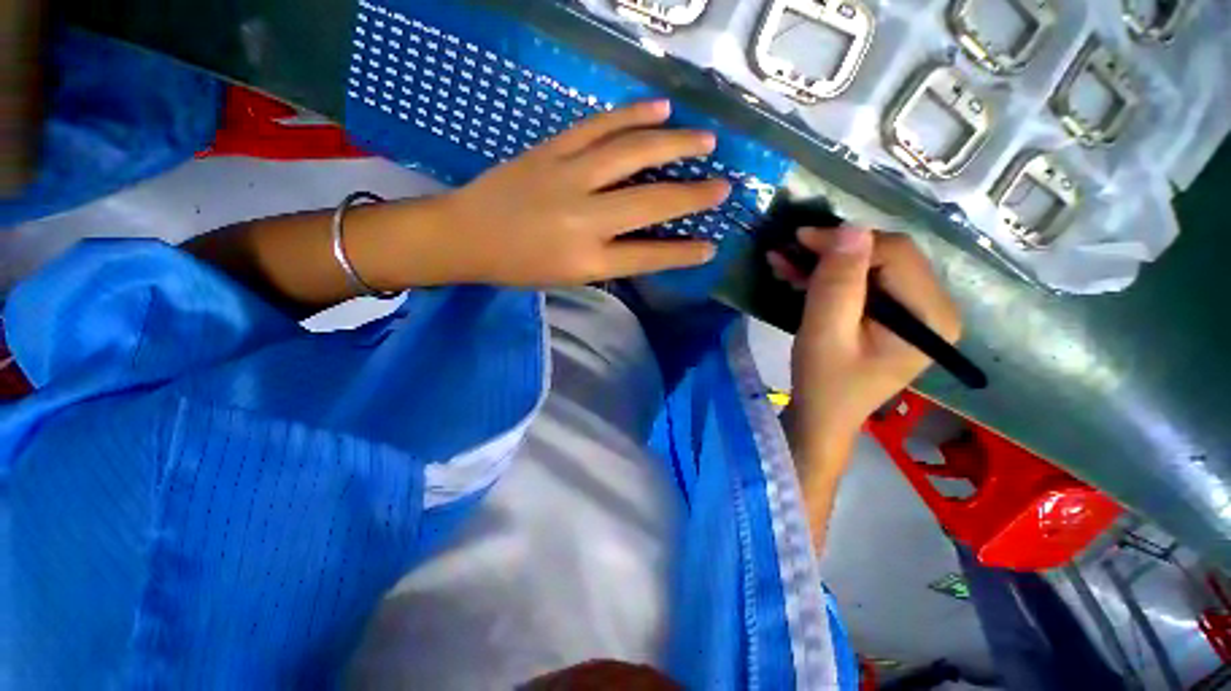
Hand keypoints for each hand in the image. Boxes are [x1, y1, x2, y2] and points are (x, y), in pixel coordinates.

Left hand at [436, 100, 730, 285]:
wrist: (466, 235)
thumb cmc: (519, 266)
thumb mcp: (568, 276)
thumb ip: (608, 260)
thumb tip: (643, 241)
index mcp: (586, 260)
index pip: (647, 257)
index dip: (682, 253)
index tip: (710, 247)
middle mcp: (584, 220)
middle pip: (650, 204)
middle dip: (692, 196)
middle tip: (723, 187)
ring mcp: (568, 178)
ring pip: (631, 155)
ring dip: (673, 144)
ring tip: (704, 139)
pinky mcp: (551, 150)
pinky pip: (597, 127)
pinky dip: (630, 115)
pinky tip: (657, 109)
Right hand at [769, 226, 961, 468]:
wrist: (822, 416)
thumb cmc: (824, 381)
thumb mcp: (825, 332)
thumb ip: (839, 283)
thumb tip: (851, 227)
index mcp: (930, 316)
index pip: (894, 254)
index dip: (844, 241)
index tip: (796, 240)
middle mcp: (935, 308)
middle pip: (885, 256)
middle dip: (832, 251)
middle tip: (787, 252)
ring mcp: (916, 312)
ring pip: (871, 266)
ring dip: (826, 263)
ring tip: (785, 262)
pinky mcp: (895, 316)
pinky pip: (864, 283)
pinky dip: (830, 277)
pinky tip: (799, 276)